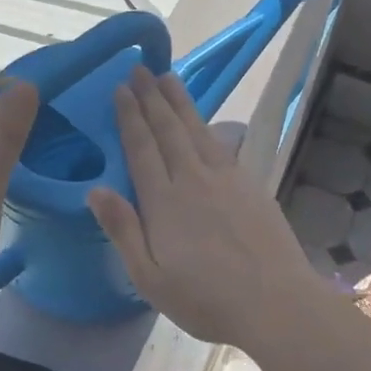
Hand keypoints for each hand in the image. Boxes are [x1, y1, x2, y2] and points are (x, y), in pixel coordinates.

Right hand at [88, 68, 325, 350]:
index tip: (120, 88)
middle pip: (168, 129)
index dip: (129, 116)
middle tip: (140, 68)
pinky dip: (209, 126)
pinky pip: (223, 145)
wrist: (274, 302)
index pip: (141, 148)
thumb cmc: (205, 299)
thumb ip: (123, 230)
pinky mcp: (251, 185)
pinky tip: (206, 122)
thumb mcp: (149, 277)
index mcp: (163, 201)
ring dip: (180, 102)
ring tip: (168, 77)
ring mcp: (226, 179)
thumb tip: (96, 189)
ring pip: (197, 130)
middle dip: (152, 97)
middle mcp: (193, 179)